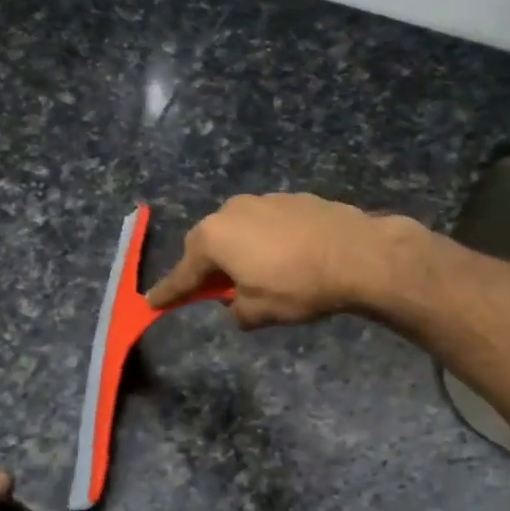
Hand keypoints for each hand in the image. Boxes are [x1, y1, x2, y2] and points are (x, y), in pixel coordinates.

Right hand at [145, 193, 400, 328]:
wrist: (358, 254)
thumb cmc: (298, 286)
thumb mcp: (258, 312)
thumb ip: (236, 310)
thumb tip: (236, 303)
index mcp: (213, 238)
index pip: (183, 274)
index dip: (169, 293)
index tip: (151, 303)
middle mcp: (231, 211)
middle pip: (208, 245)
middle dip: (209, 268)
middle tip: (216, 291)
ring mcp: (263, 200)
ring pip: (239, 231)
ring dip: (240, 252)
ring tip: (260, 274)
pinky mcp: (292, 198)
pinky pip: (267, 224)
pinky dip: (267, 241)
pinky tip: (287, 258)